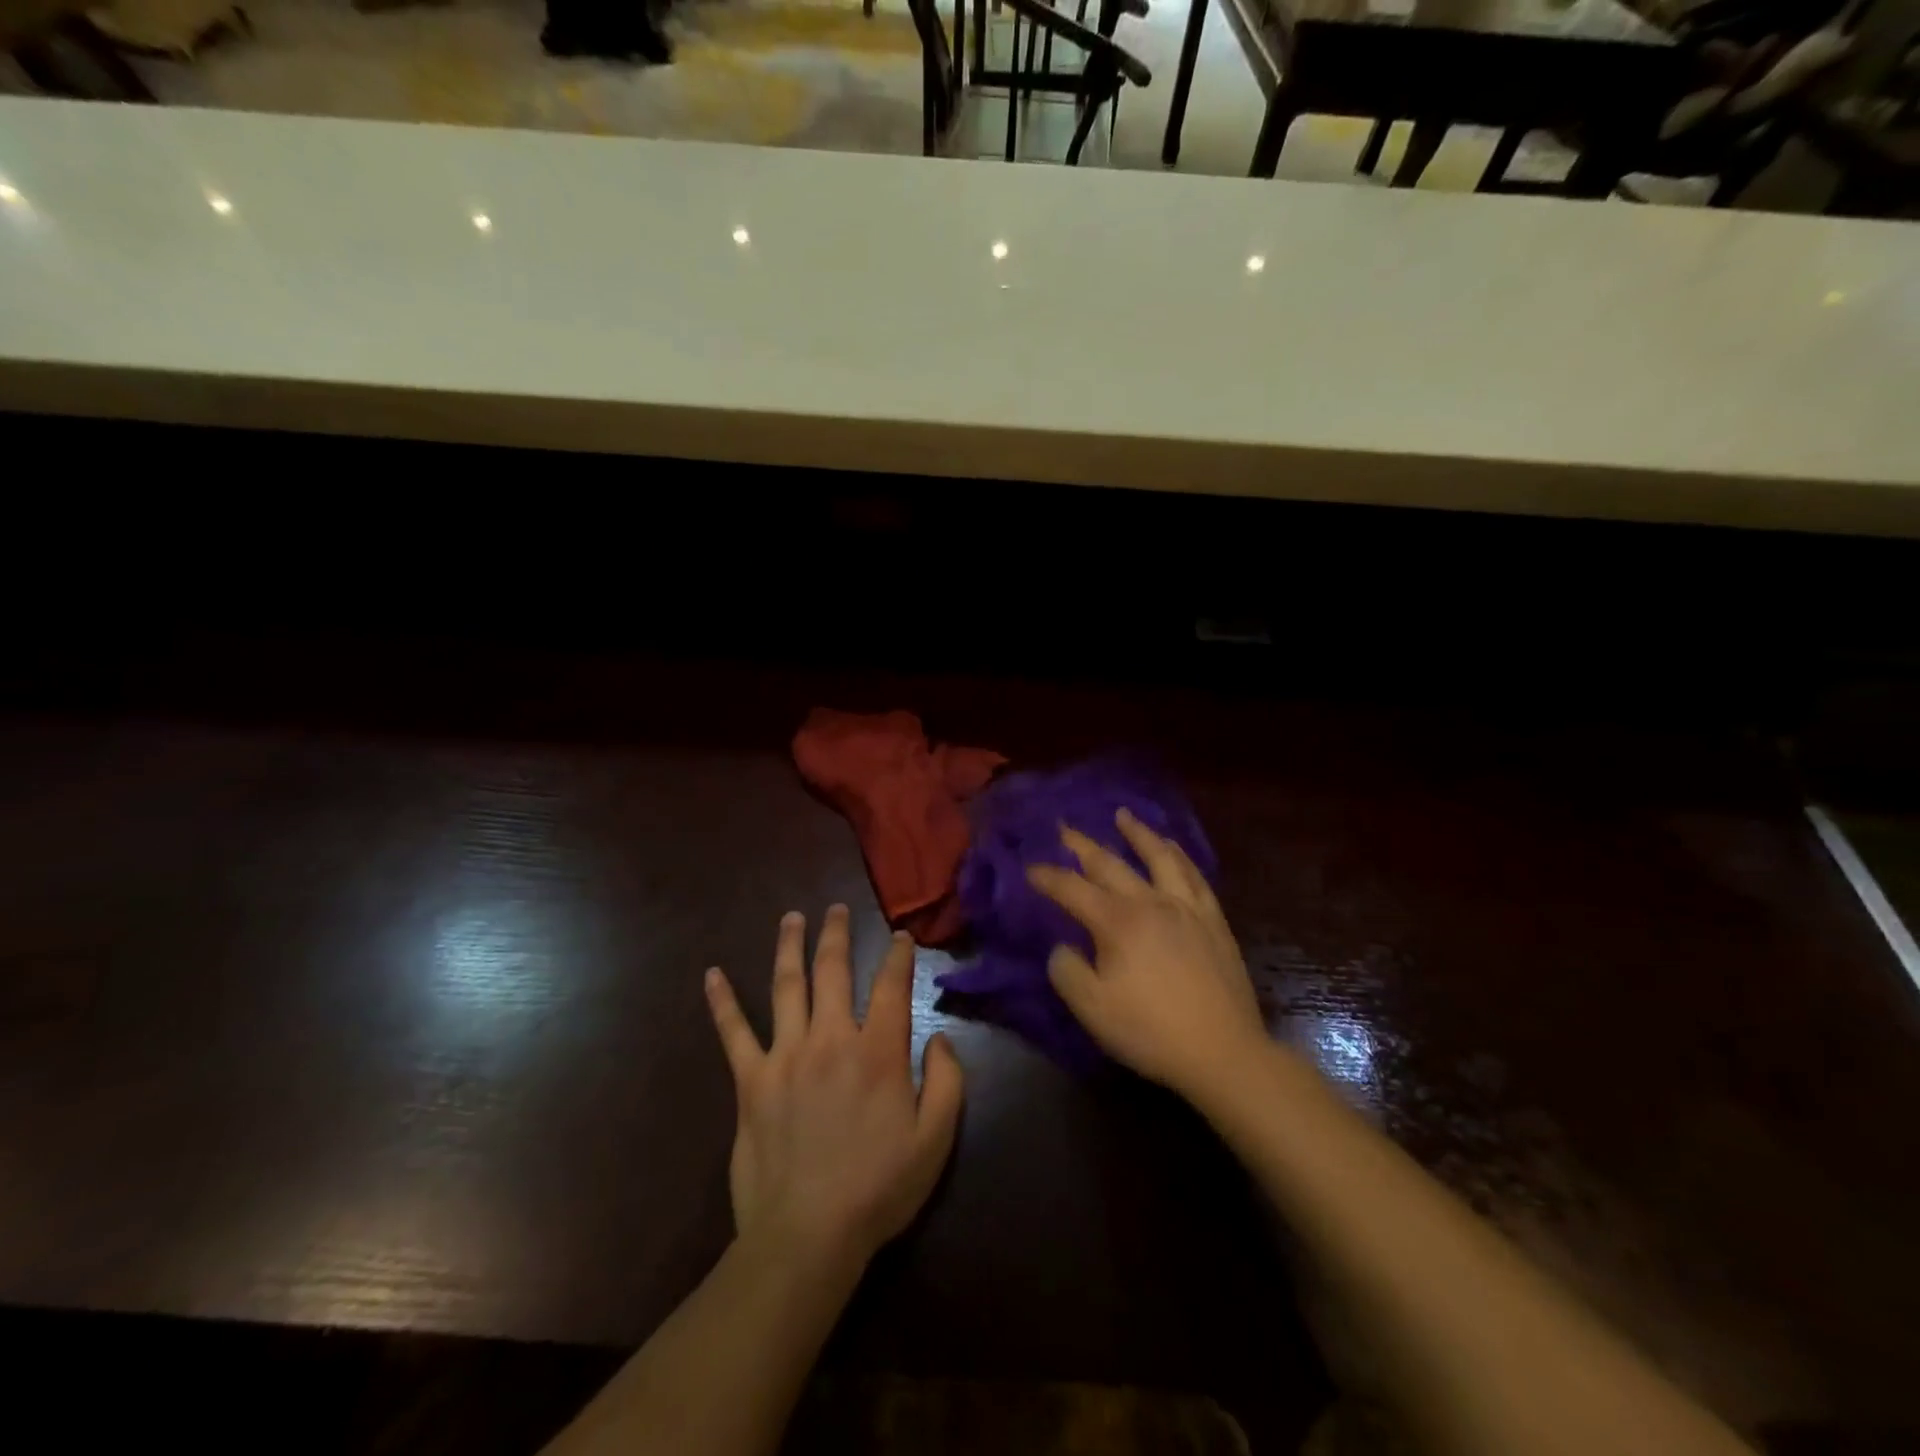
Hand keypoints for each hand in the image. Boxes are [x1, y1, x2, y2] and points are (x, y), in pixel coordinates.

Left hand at [704, 906, 964, 1268]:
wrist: (808, 1236)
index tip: (900, 937)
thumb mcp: (936, 1141)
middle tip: (836, 908)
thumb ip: (948, 1082)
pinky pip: (734, 1033)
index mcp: (878, 1052)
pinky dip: (723, 1002)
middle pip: (833, 971)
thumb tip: (940, 1039)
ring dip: (790, 947)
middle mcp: (831, 1039)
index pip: (892, 987)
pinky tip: (712, 975)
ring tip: (791, 918)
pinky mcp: (751, 1081)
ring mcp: (786, 1055)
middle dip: (836, 934)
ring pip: (787, 986)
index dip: (898, 956)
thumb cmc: (878, 1188)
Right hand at [1029, 808, 1266, 1097]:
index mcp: (1118, 922)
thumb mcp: (1092, 1008)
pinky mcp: (1213, 921)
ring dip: (1138, 834)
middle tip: (1064, 828)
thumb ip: (1067, 971)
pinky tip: (1173, 849)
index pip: (1073, 890)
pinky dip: (1179, 856)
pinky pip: (1194, 876)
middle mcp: (1151, 903)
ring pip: (1159, 858)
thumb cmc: (1151, 1031)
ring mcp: (1186, 908)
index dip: (1047, 877)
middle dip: (1082, 845)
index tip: (1029, 868)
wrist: (1223, 1052)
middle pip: (1110, 864)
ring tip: (1124, 816)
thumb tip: (1063, 947)